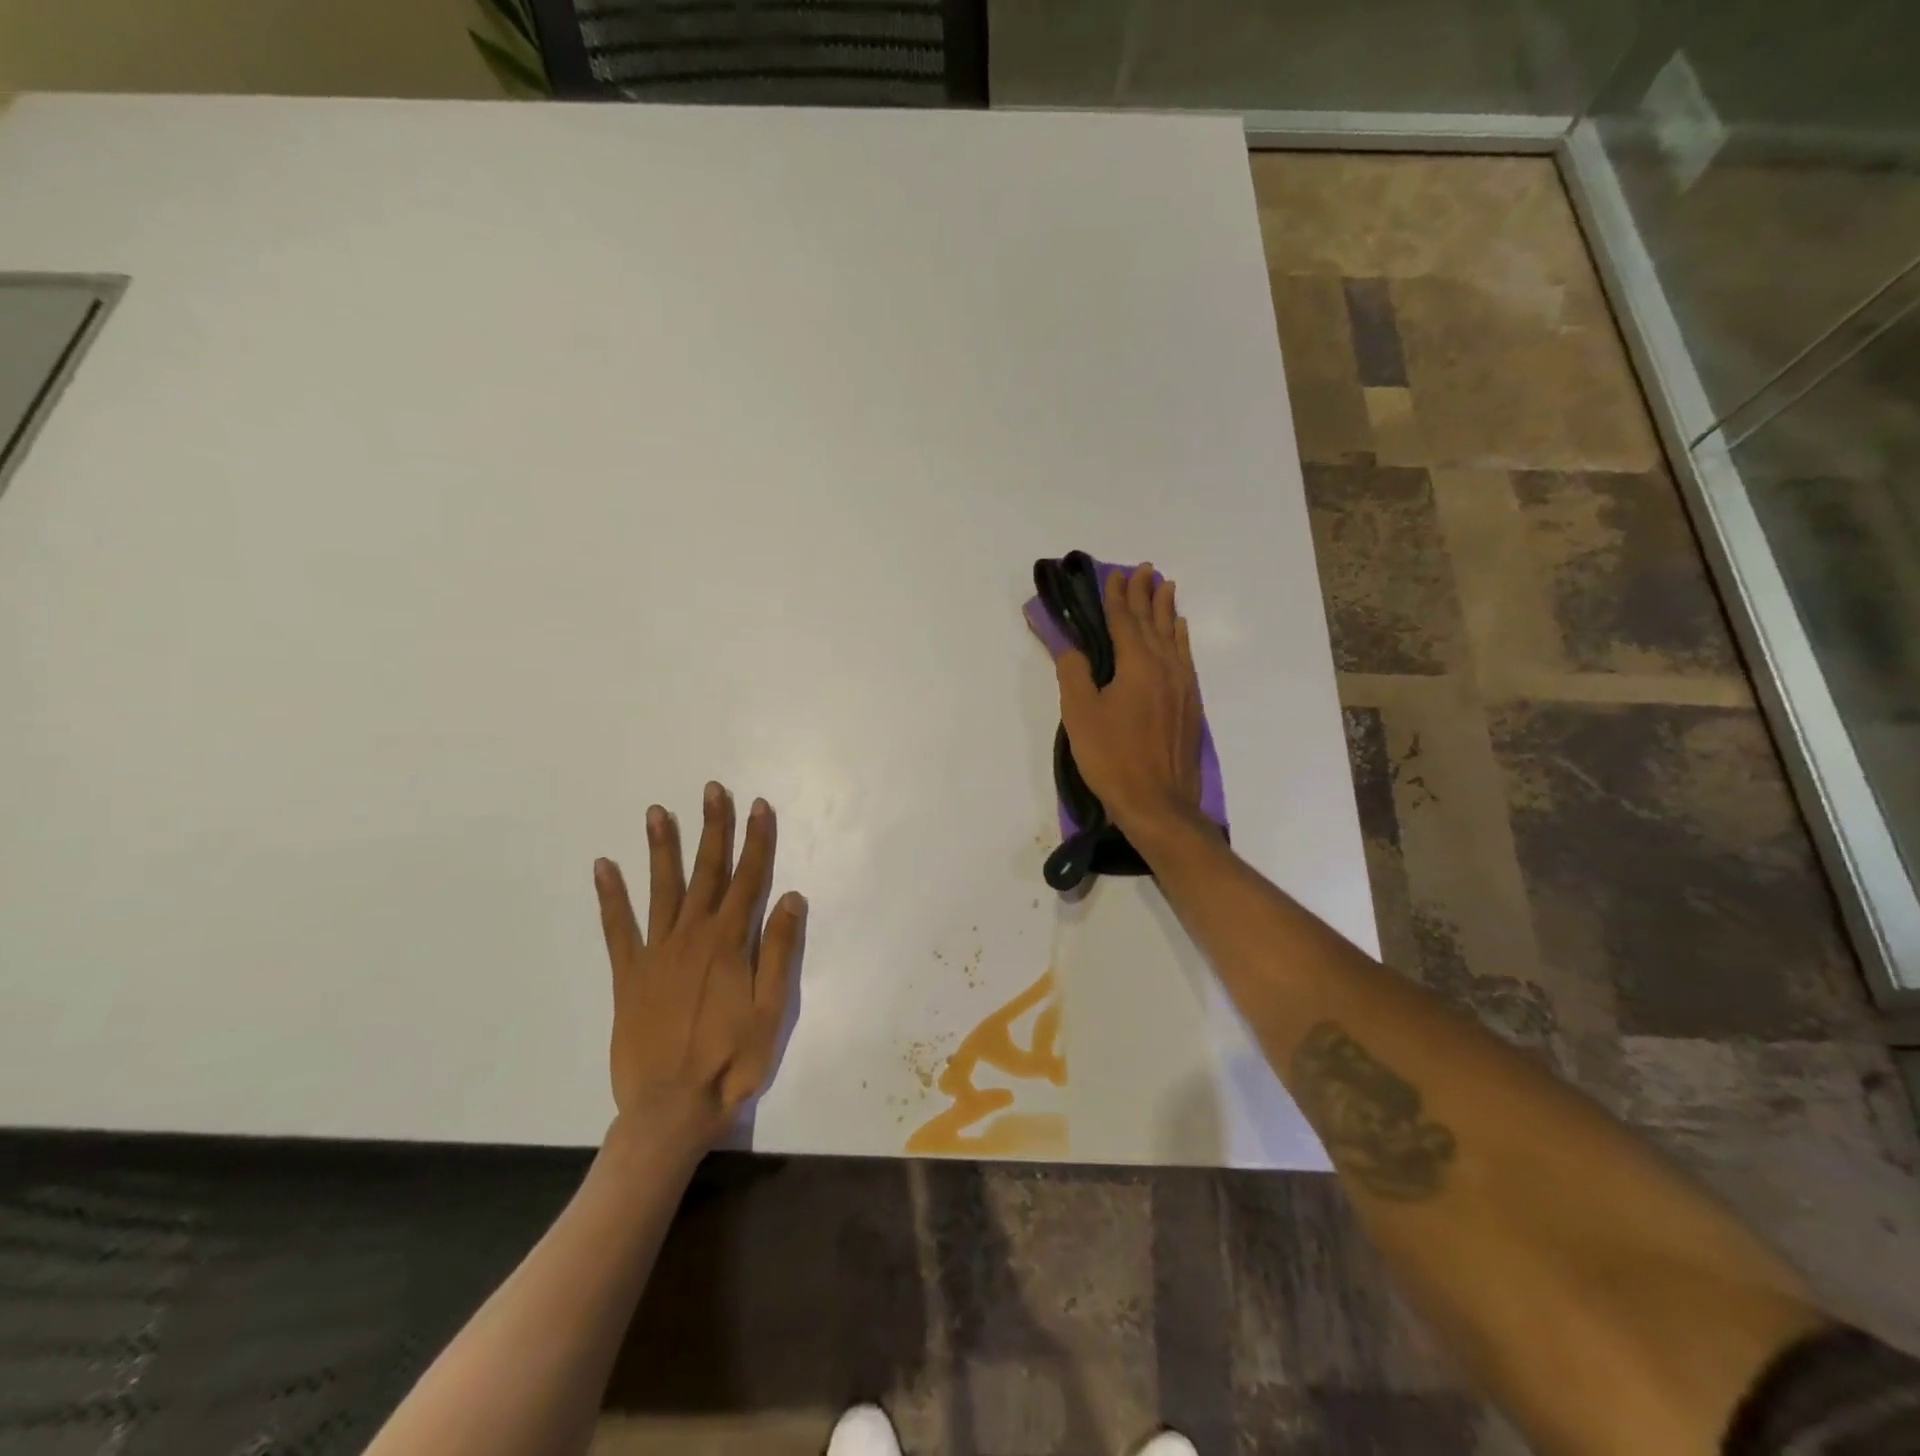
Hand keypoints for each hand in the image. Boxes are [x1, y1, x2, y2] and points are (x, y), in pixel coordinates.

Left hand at [592, 783, 804, 1149]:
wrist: (671, 1108)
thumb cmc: (731, 1060)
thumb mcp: (771, 1010)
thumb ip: (779, 951)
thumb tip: (792, 897)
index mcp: (730, 943)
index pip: (749, 878)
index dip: (756, 840)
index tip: (759, 806)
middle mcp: (693, 936)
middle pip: (707, 872)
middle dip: (713, 828)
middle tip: (712, 790)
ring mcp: (656, 953)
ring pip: (662, 889)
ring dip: (662, 848)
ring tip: (657, 811)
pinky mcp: (629, 974)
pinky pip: (617, 928)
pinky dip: (610, 896)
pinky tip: (604, 867)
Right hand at [1054, 562, 1206, 839]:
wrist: (1158, 802)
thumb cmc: (1112, 757)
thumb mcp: (1080, 715)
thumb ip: (1074, 674)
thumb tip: (1071, 647)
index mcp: (1137, 665)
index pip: (1125, 621)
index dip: (1118, 596)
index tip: (1115, 574)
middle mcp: (1165, 667)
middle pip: (1154, 622)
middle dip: (1146, 594)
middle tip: (1145, 569)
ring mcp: (1182, 686)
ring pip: (1174, 636)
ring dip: (1167, 610)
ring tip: (1166, 587)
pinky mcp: (1190, 704)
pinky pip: (1185, 657)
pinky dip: (1180, 637)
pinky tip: (1180, 631)